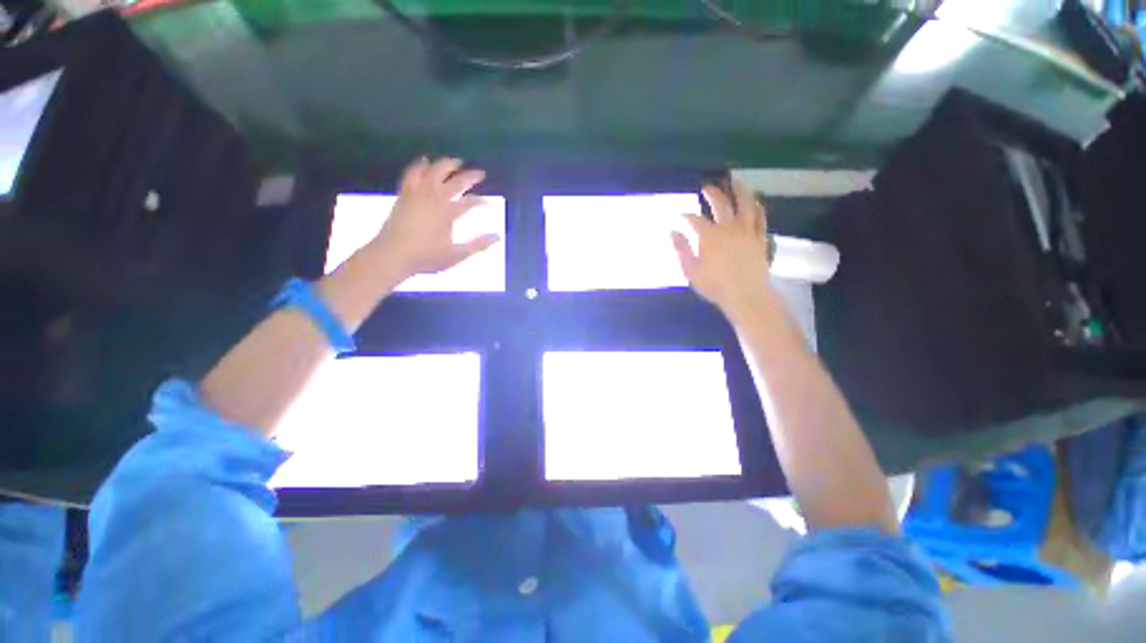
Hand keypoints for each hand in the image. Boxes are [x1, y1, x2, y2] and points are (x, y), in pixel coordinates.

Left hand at [370, 157, 500, 279]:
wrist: (392, 255)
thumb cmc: (426, 257)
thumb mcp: (456, 255)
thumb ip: (478, 245)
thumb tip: (498, 237)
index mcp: (448, 214)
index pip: (469, 203)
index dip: (480, 202)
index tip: (488, 202)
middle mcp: (434, 199)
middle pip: (454, 182)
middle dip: (469, 177)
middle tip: (479, 173)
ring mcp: (417, 195)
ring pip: (432, 172)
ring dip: (446, 164)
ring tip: (455, 161)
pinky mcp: (404, 195)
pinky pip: (412, 174)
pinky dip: (419, 165)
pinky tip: (424, 161)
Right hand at [672, 181, 773, 318]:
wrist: (746, 295)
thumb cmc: (714, 285)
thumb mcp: (691, 270)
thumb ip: (682, 249)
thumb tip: (672, 232)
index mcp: (710, 236)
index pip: (696, 219)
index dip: (687, 215)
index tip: (681, 215)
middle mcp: (729, 228)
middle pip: (721, 204)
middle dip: (712, 193)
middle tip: (707, 187)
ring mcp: (747, 231)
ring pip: (745, 204)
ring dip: (739, 190)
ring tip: (735, 181)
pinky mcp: (760, 237)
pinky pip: (760, 217)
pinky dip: (757, 206)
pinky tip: (755, 201)